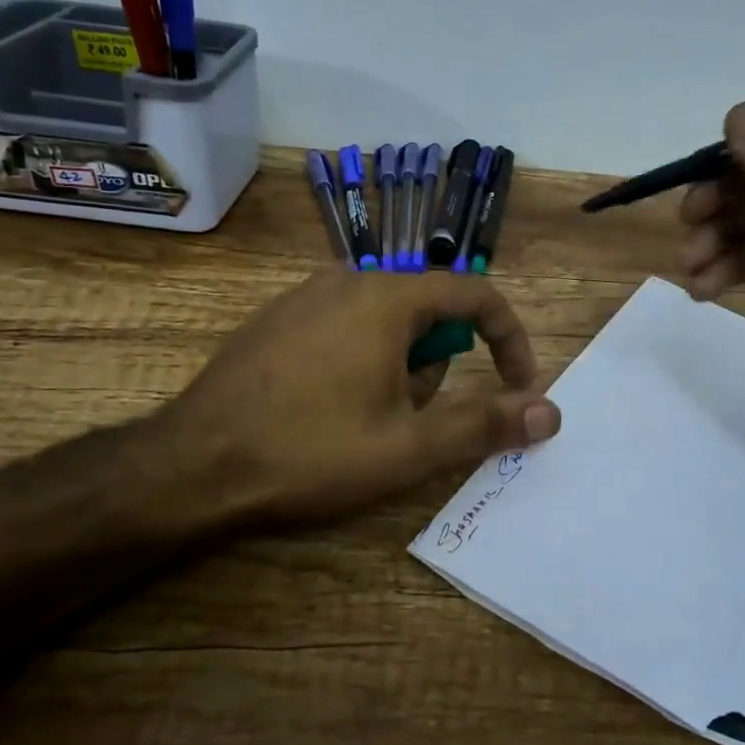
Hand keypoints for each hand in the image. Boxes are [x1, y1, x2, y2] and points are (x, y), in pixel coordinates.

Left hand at [130, 268, 561, 532]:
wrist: (193, 464)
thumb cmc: (311, 451)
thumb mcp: (409, 447)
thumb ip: (485, 423)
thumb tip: (551, 412)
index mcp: (388, 298)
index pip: (476, 295)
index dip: (509, 340)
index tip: (517, 387)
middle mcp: (348, 280)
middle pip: (429, 311)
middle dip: (438, 367)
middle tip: (413, 423)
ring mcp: (305, 296)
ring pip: (386, 322)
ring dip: (399, 369)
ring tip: (365, 423)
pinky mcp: (277, 319)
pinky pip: (345, 327)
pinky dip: (362, 361)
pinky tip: (327, 409)